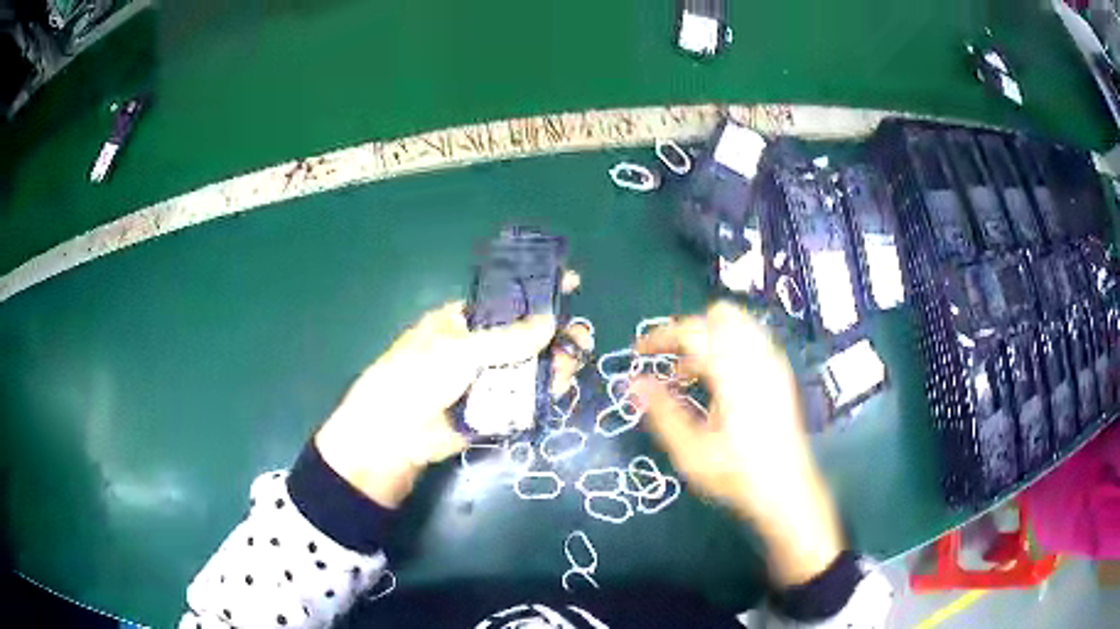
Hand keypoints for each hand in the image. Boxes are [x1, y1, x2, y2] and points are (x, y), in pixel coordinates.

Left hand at [315, 302, 556, 507]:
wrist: (397, 433)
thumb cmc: (418, 376)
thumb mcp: (460, 349)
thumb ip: (508, 339)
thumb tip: (550, 323)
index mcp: (463, 321)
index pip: (507, 300)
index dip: (537, 292)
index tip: (572, 282)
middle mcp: (479, 347)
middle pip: (524, 336)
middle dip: (553, 333)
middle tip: (581, 334)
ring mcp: (487, 379)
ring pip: (529, 368)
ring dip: (554, 362)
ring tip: (578, 356)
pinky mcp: (494, 409)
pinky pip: (525, 397)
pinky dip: (544, 391)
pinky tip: (562, 383)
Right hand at [633, 301, 843, 586]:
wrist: (787, 490)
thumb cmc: (736, 474)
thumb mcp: (690, 451)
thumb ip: (661, 412)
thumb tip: (633, 382)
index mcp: (733, 373)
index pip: (692, 331)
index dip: (660, 336)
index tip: (638, 352)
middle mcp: (757, 358)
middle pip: (719, 316)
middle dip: (689, 330)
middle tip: (669, 361)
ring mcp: (773, 363)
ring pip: (738, 324)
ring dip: (709, 337)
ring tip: (690, 374)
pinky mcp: (781, 374)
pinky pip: (751, 340)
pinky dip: (728, 346)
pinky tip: (717, 382)